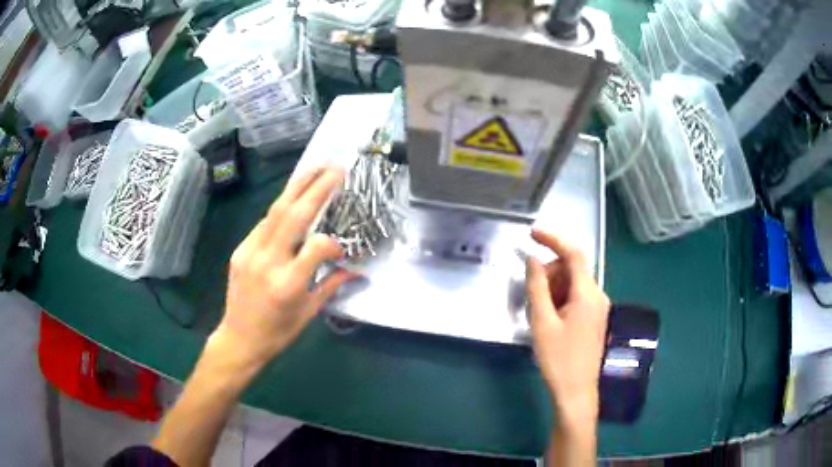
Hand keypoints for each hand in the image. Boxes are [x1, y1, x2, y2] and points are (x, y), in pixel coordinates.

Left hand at [213, 166, 352, 366]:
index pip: (317, 246)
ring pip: (275, 212)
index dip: (334, 242)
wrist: (239, 338)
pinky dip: (281, 209)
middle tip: (335, 169)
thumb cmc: (278, 332)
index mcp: (288, 284)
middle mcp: (267, 262)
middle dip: (316, 188)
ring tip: (315, 170)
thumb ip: (331, 285)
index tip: (342, 248)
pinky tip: (293, 200)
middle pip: (293, 216)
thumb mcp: (308, 313)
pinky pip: (263, 224)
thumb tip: (355, 269)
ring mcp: (250, 252)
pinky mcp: (240, 250)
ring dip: (297, 188)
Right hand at [526, 228, 609, 424]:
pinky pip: (575, 297)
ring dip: (553, 288)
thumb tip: (532, 259)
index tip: (532, 233)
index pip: (575, 254)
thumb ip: (537, 287)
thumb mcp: (542, 322)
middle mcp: (597, 296)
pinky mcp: (593, 318)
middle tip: (530, 295)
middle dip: (550, 273)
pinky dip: (559, 299)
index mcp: (588, 294)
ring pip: (572, 284)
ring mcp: (597, 308)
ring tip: (539, 314)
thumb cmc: (558, 359)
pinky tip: (548, 319)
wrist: (576, 391)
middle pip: (572, 269)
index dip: (554, 239)